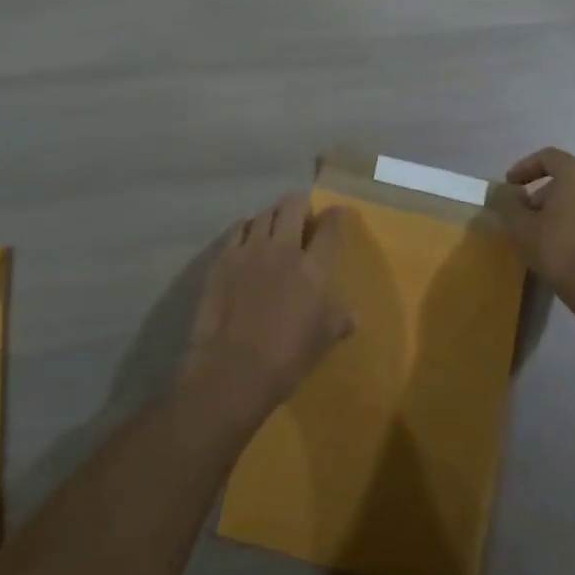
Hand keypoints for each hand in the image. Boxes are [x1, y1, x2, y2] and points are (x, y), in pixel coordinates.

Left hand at [182, 194, 353, 426]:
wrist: (232, 370)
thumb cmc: (286, 358)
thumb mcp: (323, 341)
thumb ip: (339, 320)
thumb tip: (351, 315)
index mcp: (313, 268)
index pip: (330, 228)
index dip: (337, 216)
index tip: (338, 213)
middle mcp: (283, 249)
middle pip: (293, 206)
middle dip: (301, 204)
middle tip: (303, 216)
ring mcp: (250, 251)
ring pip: (264, 214)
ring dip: (274, 215)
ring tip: (276, 226)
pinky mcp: (223, 259)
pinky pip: (239, 229)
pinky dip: (248, 227)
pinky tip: (249, 238)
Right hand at [493, 148, 574, 312]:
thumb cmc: (560, 251)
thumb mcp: (521, 226)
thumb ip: (508, 202)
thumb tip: (506, 192)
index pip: (548, 157)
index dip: (524, 168)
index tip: (509, 185)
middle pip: (567, 175)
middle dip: (542, 189)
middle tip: (525, 211)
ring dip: (560, 204)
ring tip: (542, 228)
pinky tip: (564, 240)